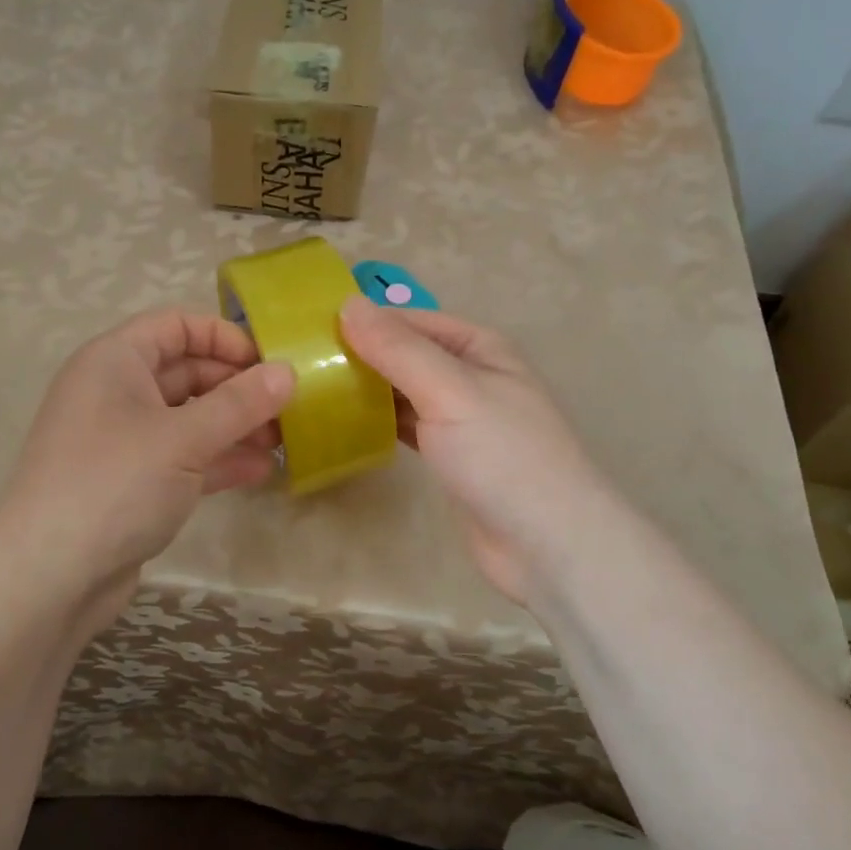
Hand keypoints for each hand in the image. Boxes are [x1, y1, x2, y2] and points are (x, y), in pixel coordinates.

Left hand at [0, 310, 294, 628]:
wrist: (50, 578)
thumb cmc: (115, 485)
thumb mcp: (184, 438)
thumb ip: (240, 403)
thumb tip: (288, 372)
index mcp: (114, 361)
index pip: (176, 325)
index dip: (224, 336)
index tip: (268, 363)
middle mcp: (115, 392)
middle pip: (186, 371)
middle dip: (237, 387)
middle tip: (287, 407)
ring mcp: (122, 440)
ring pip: (188, 417)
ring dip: (234, 425)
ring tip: (283, 440)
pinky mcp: (131, 482)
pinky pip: (181, 456)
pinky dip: (218, 459)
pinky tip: (260, 471)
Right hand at [339, 296, 610, 604]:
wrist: (548, 545)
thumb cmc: (503, 456)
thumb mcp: (450, 391)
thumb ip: (398, 349)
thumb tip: (347, 304)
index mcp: (479, 347)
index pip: (411, 320)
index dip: (365, 321)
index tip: (310, 332)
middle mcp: (470, 375)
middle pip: (405, 354)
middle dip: (361, 356)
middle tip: (302, 365)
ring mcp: (460, 417)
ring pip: (403, 391)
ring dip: (366, 389)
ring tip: (312, 390)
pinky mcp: (449, 455)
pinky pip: (406, 425)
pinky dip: (378, 421)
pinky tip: (344, 424)